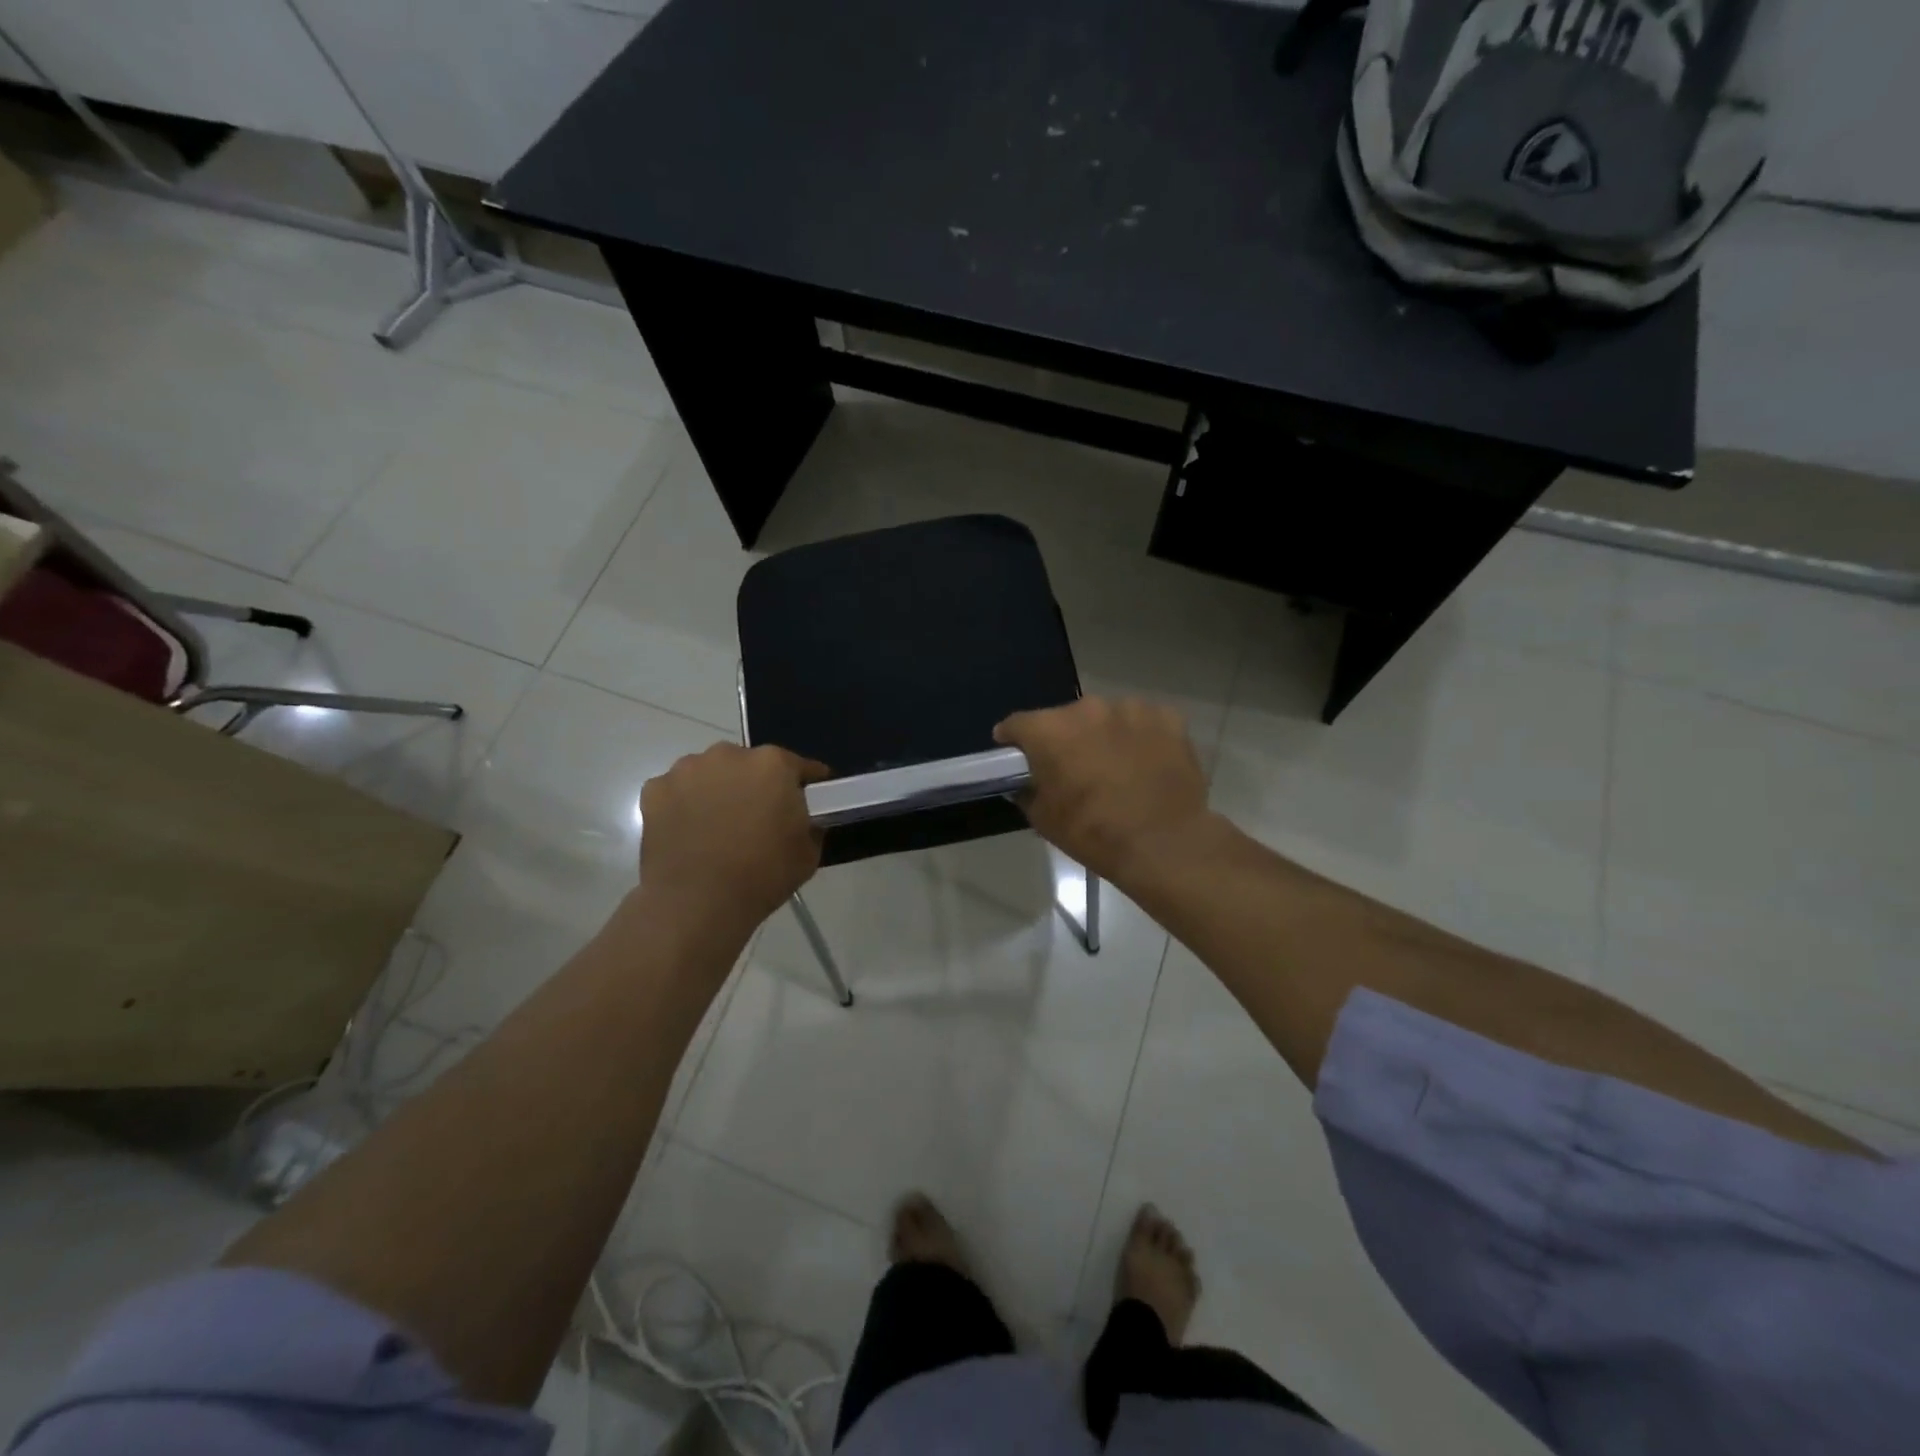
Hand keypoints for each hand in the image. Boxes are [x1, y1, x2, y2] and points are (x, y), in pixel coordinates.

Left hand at [636, 743, 828, 940]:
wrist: (697, 903)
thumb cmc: (762, 875)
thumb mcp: (808, 853)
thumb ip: (811, 825)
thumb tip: (804, 819)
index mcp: (773, 764)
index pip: (799, 767)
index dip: (806, 785)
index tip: (808, 801)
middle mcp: (729, 754)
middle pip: (750, 764)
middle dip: (756, 785)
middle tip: (757, 818)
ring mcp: (687, 769)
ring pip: (710, 773)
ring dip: (717, 790)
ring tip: (717, 826)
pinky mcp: (655, 789)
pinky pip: (677, 790)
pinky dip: (683, 804)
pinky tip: (687, 832)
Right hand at [993, 697, 1218, 887]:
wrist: (1164, 844)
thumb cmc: (1094, 833)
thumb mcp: (1043, 819)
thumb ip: (1028, 791)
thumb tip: (1026, 782)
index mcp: (1050, 730)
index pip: (1017, 724)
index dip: (1013, 740)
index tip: (1016, 756)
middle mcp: (1088, 708)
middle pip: (1065, 718)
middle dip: (1065, 738)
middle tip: (1073, 768)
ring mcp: (1131, 709)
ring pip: (1107, 718)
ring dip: (1104, 736)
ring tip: (1116, 767)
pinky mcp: (1168, 718)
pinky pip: (1144, 723)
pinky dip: (1140, 738)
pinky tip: (1147, 764)